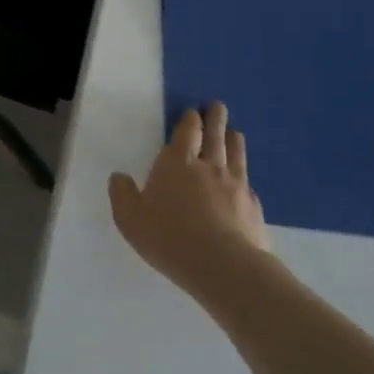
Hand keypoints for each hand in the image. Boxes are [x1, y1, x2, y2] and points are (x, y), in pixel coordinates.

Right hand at [109, 103, 267, 297]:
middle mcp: (209, 167)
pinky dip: (244, 177)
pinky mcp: (253, 208)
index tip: (194, 111)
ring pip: (236, 155)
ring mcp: (235, 186)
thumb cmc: (169, 236)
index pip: (186, 132)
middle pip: (214, 136)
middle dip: (215, 119)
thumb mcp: (129, 217)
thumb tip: (120, 177)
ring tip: (235, 133)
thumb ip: (122, 193)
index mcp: (176, 163)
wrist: (224, 267)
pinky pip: (248, 184)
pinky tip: (245, 182)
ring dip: (234, 141)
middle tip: (218, 106)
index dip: (190, 120)